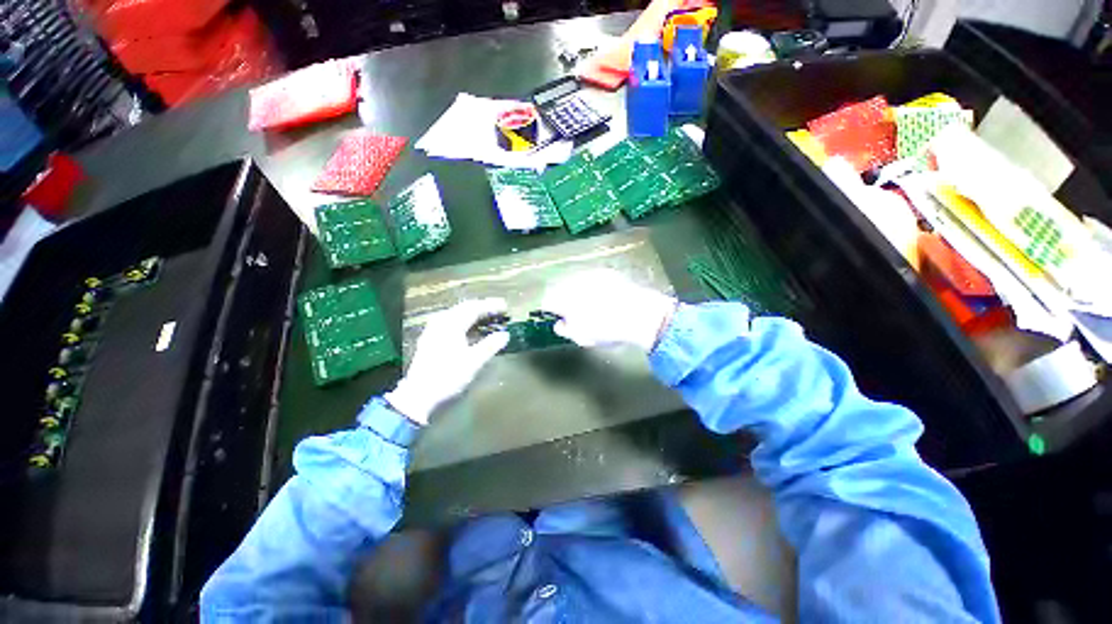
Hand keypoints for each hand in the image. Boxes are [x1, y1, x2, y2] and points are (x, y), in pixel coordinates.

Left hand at [384, 299, 509, 424]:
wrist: (418, 397)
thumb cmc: (448, 377)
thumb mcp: (474, 362)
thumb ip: (491, 345)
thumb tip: (505, 335)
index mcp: (451, 324)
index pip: (474, 308)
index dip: (491, 306)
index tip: (505, 307)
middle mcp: (441, 323)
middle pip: (464, 308)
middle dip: (482, 307)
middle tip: (498, 310)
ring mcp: (433, 331)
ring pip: (456, 315)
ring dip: (473, 314)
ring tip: (487, 318)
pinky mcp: (430, 340)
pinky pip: (450, 323)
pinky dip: (464, 322)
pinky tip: (470, 330)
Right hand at [541, 269, 676, 350]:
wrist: (640, 315)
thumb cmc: (607, 330)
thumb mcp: (582, 337)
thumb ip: (565, 329)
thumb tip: (560, 324)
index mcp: (564, 298)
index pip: (548, 300)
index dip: (550, 309)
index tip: (556, 316)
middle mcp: (574, 281)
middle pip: (560, 287)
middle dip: (562, 297)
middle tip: (571, 311)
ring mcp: (591, 274)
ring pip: (576, 281)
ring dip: (577, 290)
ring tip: (589, 303)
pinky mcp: (607, 272)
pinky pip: (592, 278)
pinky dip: (592, 286)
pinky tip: (603, 296)